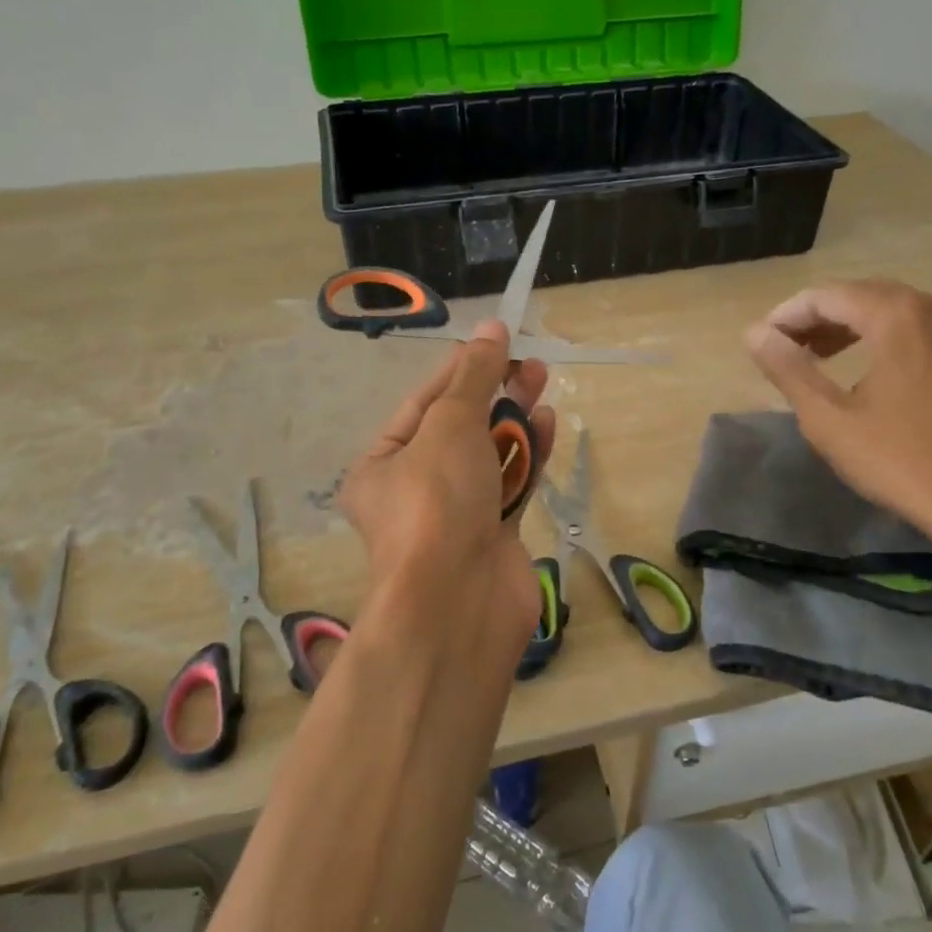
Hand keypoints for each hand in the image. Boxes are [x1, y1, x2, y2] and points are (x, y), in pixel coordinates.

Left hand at [340, 321, 556, 654]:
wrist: (458, 602)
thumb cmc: (438, 501)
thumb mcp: (450, 425)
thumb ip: (473, 377)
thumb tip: (491, 329)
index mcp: (382, 465)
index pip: (423, 403)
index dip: (459, 369)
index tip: (494, 341)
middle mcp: (414, 489)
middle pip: (458, 428)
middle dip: (492, 392)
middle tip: (527, 363)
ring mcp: (455, 515)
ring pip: (488, 455)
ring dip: (514, 419)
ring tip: (541, 382)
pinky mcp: (494, 534)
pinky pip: (511, 484)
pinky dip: (528, 454)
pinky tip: (548, 423)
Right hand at [744, 280, 931, 562]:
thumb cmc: (901, 459)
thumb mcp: (828, 418)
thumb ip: (788, 368)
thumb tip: (754, 333)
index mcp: (897, 315)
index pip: (827, 296)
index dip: (787, 315)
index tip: (760, 343)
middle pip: (861, 296)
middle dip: (817, 318)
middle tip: (783, 349)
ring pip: (891, 312)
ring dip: (848, 328)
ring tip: (816, 358)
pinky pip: (917, 332)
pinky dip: (881, 340)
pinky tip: (865, 373)